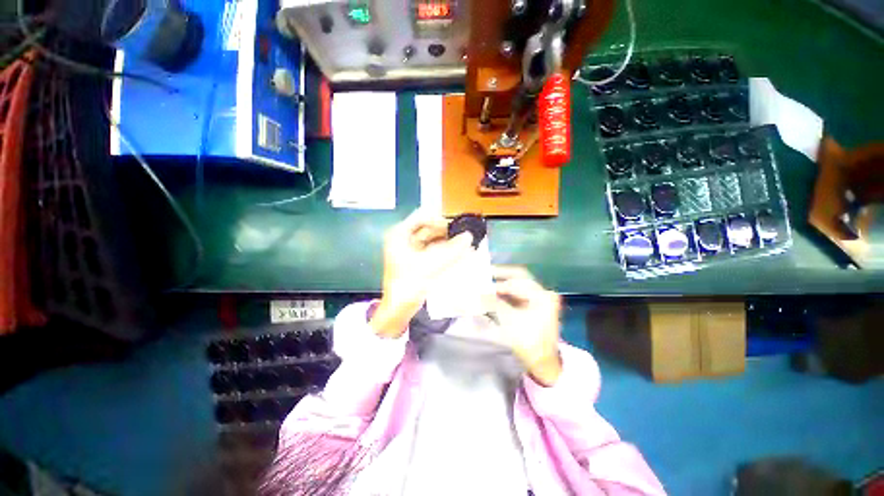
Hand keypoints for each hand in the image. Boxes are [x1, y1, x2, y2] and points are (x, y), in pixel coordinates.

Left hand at [370, 210, 474, 337]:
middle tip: (465, 236)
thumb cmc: (409, 284)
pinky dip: (445, 252)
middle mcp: (404, 239)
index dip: (440, 220)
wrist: (397, 309)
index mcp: (400, 234)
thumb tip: (469, 236)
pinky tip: (459, 254)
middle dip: (447, 233)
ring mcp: (411, 250)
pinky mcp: (417, 260)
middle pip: (429, 228)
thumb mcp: (431, 265)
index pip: (422, 217)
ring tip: (466, 244)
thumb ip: (451, 250)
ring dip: (448, 242)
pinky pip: (434, 251)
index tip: (456, 228)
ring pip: (433, 240)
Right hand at [491, 266, 562, 385]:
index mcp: (542, 295)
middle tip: (485, 274)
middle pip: (518, 278)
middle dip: (501, 276)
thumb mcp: (510, 320)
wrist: (543, 364)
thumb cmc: (529, 342)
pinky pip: (517, 295)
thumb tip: (478, 292)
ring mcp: (539, 300)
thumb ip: (494, 303)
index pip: (518, 280)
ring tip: (485, 285)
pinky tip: (493, 295)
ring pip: (517, 286)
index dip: (499, 282)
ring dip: (501, 286)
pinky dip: (505, 294)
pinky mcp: (533, 308)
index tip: (483, 283)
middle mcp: (542, 293)